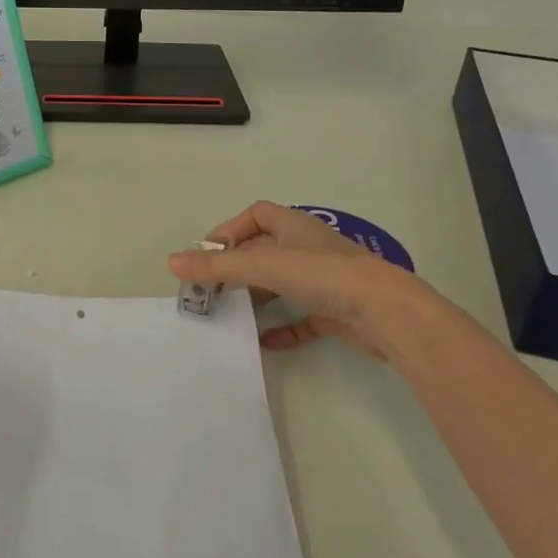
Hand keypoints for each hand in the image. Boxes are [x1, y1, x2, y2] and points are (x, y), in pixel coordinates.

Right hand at [168, 201, 418, 354]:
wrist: (385, 312)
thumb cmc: (323, 275)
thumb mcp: (262, 266)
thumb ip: (217, 266)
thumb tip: (171, 262)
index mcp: (293, 227)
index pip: (256, 215)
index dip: (230, 230)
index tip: (209, 254)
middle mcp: (308, 248)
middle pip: (264, 251)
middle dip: (237, 268)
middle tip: (210, 289)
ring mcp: (324, 280)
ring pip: (281, 284)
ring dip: (256, 297)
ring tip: (231, 313)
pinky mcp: (335, 311)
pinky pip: (301, 318)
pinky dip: (282, 328)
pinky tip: (264, 342)